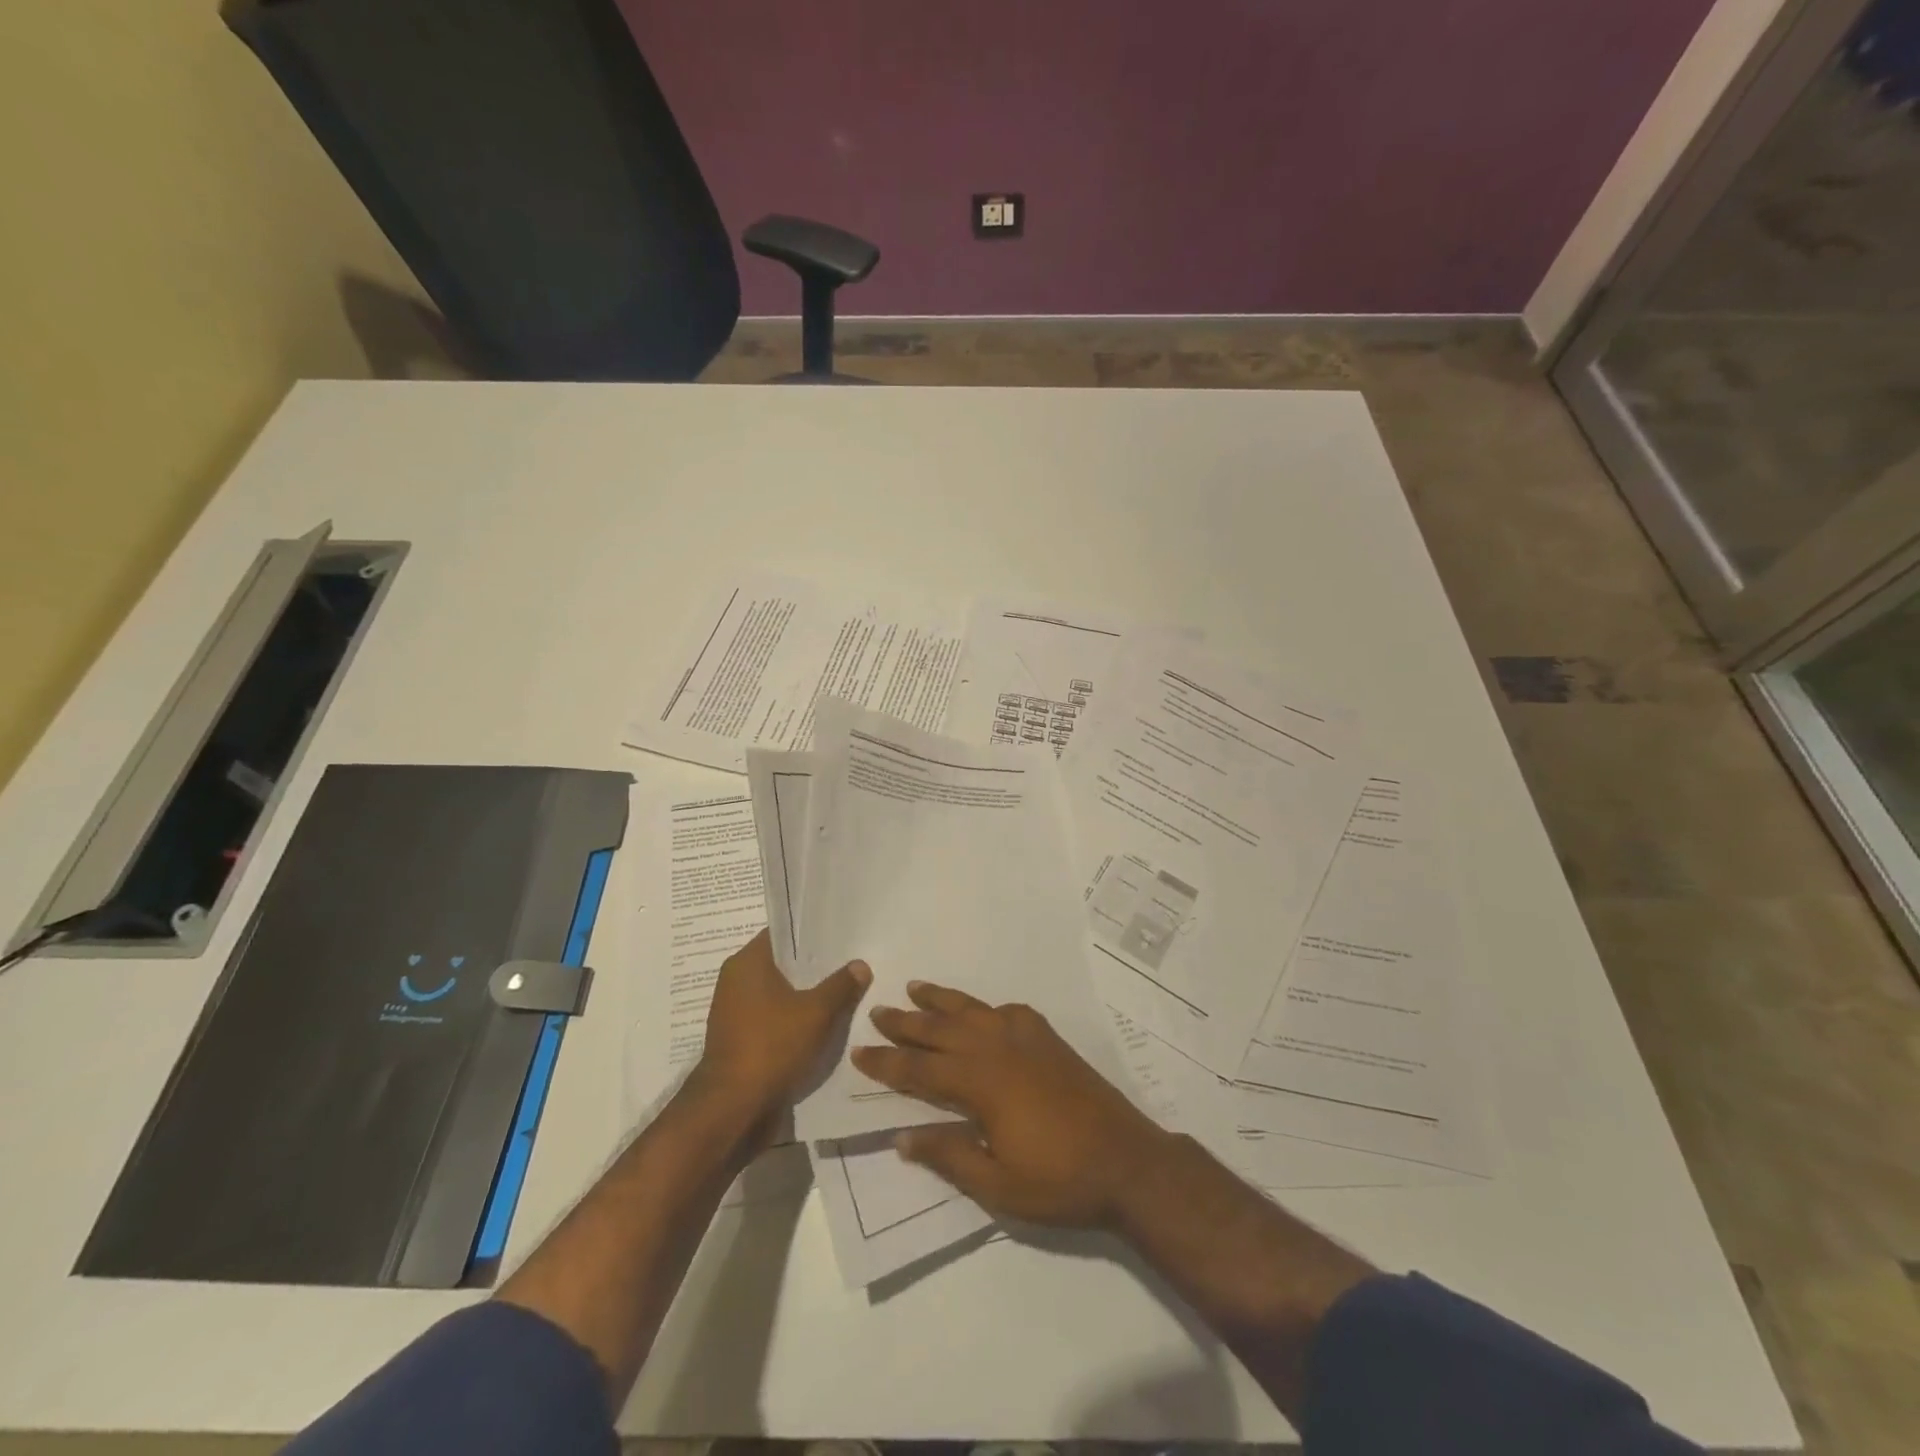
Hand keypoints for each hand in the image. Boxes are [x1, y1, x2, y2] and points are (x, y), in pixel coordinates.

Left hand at [695, 930, 870, 1129]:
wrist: (733, 1108)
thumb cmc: (771, 1046)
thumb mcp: (816, 1012)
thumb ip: (841, 985)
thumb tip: (860, 964)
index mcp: (747, 962)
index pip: (783, 933)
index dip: (812, 932)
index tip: (842, 934)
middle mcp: (736, 980)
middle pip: (783, 964)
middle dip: (815, 966)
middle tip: (852, 962)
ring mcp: (736, 1012)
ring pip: (780, 993)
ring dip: (807, 996)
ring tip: (845, 993)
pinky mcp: (742, 1039)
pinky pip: (775, 1018)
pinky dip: (796, 1019)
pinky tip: (825, 1024)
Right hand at [851, 982, 1173, 1227]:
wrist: (1126, 1160)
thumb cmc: (1059, 1179)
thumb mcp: (997, 1184)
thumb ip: (949, 1155)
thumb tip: (903, 1136)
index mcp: (981, 1083)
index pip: (921, 1068)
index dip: (888, 1061)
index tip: (859, 1050)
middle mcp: (998, 1049)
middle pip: (942, 1029)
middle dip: (907, 1021)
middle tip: (878, 1010)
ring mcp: (1027, 1039)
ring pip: (973, 1010)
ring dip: (942, 1000)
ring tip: (916, 987)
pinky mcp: (1049, 1039)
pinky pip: (1008, 1011)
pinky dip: (987, 1008)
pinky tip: (983, 1012)